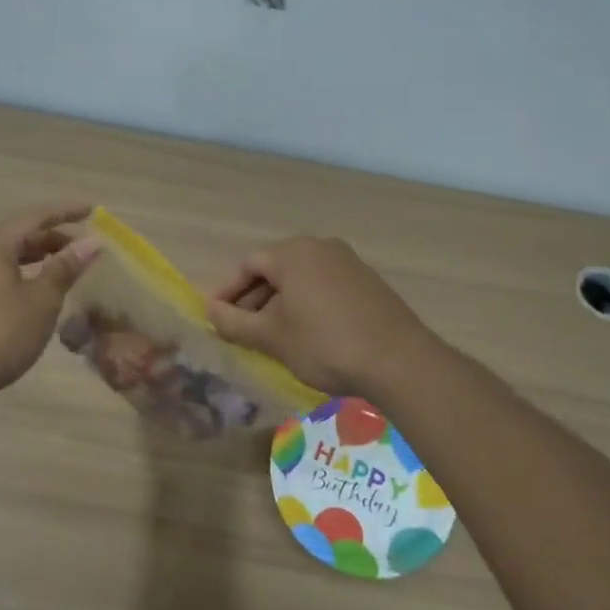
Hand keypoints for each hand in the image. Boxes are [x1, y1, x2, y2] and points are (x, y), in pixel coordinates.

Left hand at [0, 203, 100, 397]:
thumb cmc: (0, 333)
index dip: (66, 212)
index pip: (36, 217)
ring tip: (66, 267)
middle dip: (54, 237)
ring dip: (40, 257)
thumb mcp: (41, 300)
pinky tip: (38, 291)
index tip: (93, 210)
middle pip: (21, 234)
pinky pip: (0, 272)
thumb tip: (92, 242)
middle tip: (85, 248)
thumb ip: (66, 267)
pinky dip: (25, 273)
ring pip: (10, 255)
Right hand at [206, 236, 430, 397]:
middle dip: (252, 299)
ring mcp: (348, 263)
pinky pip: (323, 286)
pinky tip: (305, 334)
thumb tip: (210, 312)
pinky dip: (305, 305)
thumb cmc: (325, 344)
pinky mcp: (367, 283)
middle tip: (239, 330)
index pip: (247, 264)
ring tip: (270, 336)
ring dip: (278, 304)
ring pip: (300, 279)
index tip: (215, 317)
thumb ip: (235, 323)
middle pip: (274, 268)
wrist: (399, 362)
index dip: (227, 291)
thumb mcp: (272, 337)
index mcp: (293, 252)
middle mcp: (320, 247)